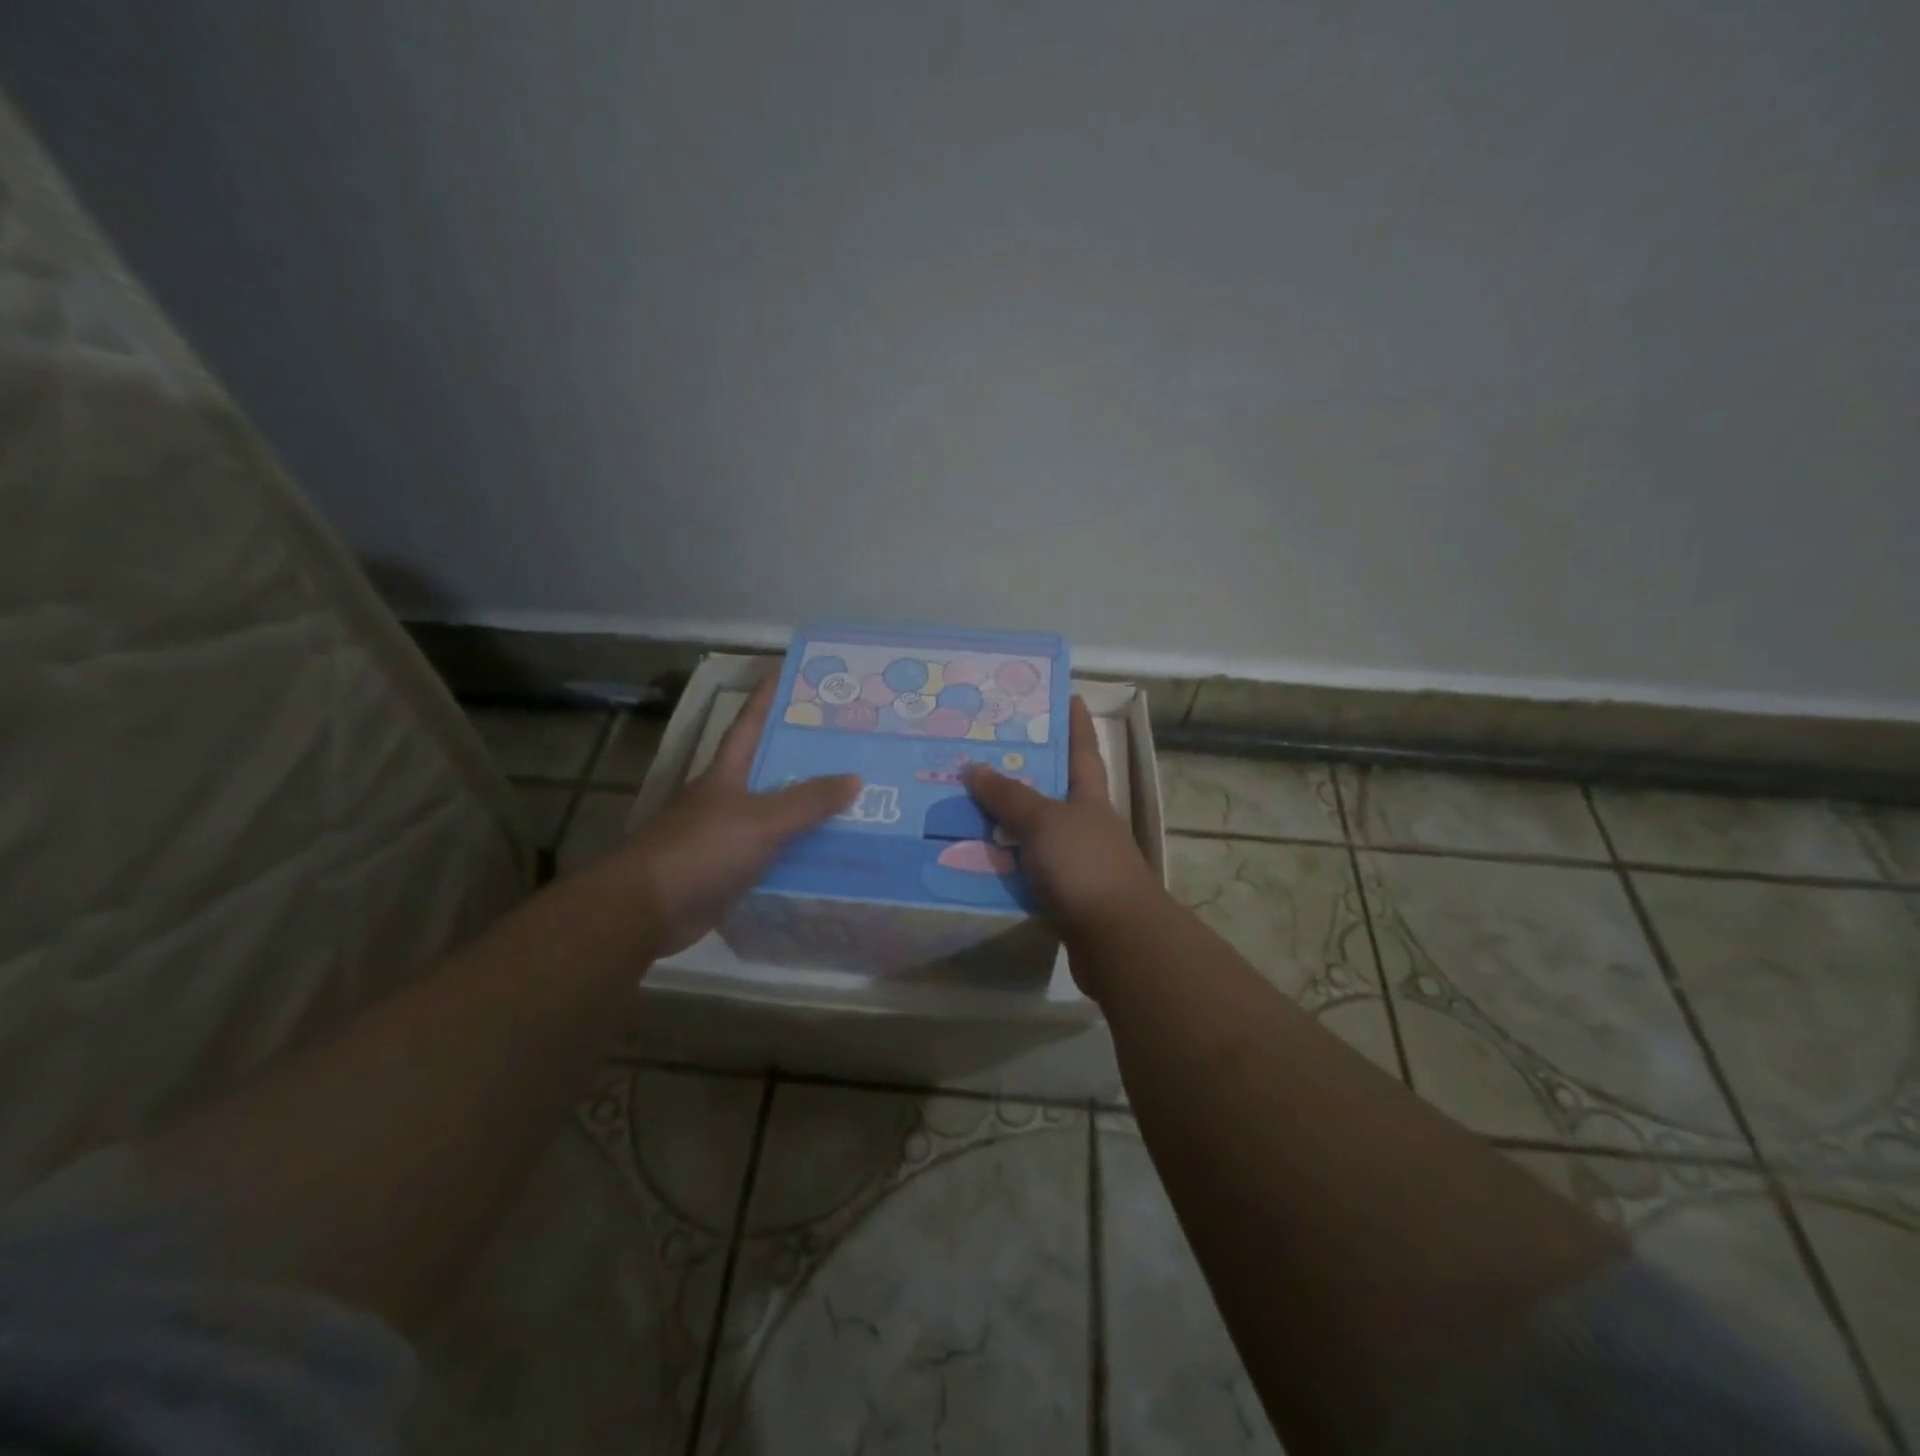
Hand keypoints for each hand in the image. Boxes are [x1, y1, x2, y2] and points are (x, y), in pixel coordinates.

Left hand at [613, 674, 858, 955]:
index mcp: (727, 773)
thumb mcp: (761, 820)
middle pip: (770, 769)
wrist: (649, 909)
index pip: (750, 724)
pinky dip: (799, 852)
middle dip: (805, 756)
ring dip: (807, 810)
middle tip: (849, 746)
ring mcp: (727, 835)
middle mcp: (727, 798)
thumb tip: (855, 778)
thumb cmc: (702, 849)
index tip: (790, 674)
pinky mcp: (731, 871)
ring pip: (776, 814)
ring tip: (854, 800)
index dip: (768, 699)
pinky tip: (830, 853)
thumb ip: (808, 801)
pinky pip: (774, 854)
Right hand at [963, 696, 1163, 974]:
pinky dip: (1006, 865)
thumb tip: (973, 767)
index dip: (1077, 723)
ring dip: (1007, 824)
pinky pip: (1027, 872)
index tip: (1069, 696)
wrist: (1116, 939)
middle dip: (1024, 774)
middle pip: (1054, 792)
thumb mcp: (1045, 822)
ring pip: (1036, 835)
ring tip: (965, 808)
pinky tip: (975, 861)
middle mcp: (1086, 825)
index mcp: (1090, 798)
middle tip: (984, 755)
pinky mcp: (1065, 896)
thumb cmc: (1085, 866)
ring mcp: (1078, 862)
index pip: (1083, 750)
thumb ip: (1010, 797)